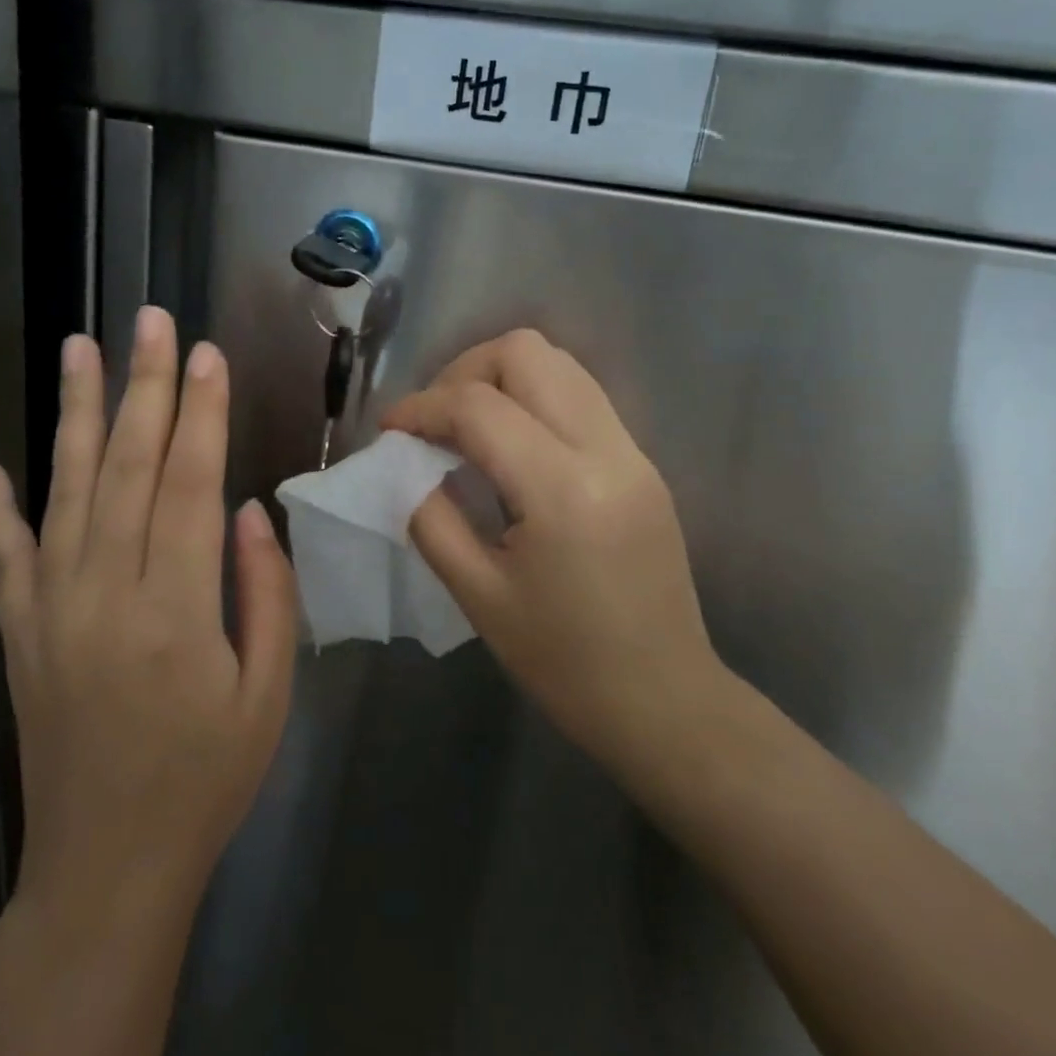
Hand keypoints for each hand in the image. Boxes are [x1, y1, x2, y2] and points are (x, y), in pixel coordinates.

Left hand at [0, 308, 296, 923]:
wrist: (108, 866)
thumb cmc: (207, 778)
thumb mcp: (268, 694)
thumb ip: (266, 593)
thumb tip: (251, 509)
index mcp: (177, 608)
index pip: (192, 483)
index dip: (203, 412)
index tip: (207, 354)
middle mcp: (107, 592)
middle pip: (130, 467)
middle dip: (145, 386)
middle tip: (149, 320)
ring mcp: (52, 609)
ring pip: (67, 491)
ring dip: (76, 415)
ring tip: (79, 349)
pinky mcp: (20, 632)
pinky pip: (5, 557)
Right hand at [383, 330, 726, 786]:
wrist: (665, 703)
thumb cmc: (565, 663)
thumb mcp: (479, 596)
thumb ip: (432, 518)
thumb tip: (407, 467)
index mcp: (562, 490)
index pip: (478, 406)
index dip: (422, 406)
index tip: (390, 428)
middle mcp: (606, 450)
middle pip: (527, 352)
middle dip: (465, 371)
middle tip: (435, 419)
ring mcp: (632, 451)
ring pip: (560, 363)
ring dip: (502, 377)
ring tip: (467, 426)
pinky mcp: (643, 462)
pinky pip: (580, 396)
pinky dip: (534, 398)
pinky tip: (511, 446)